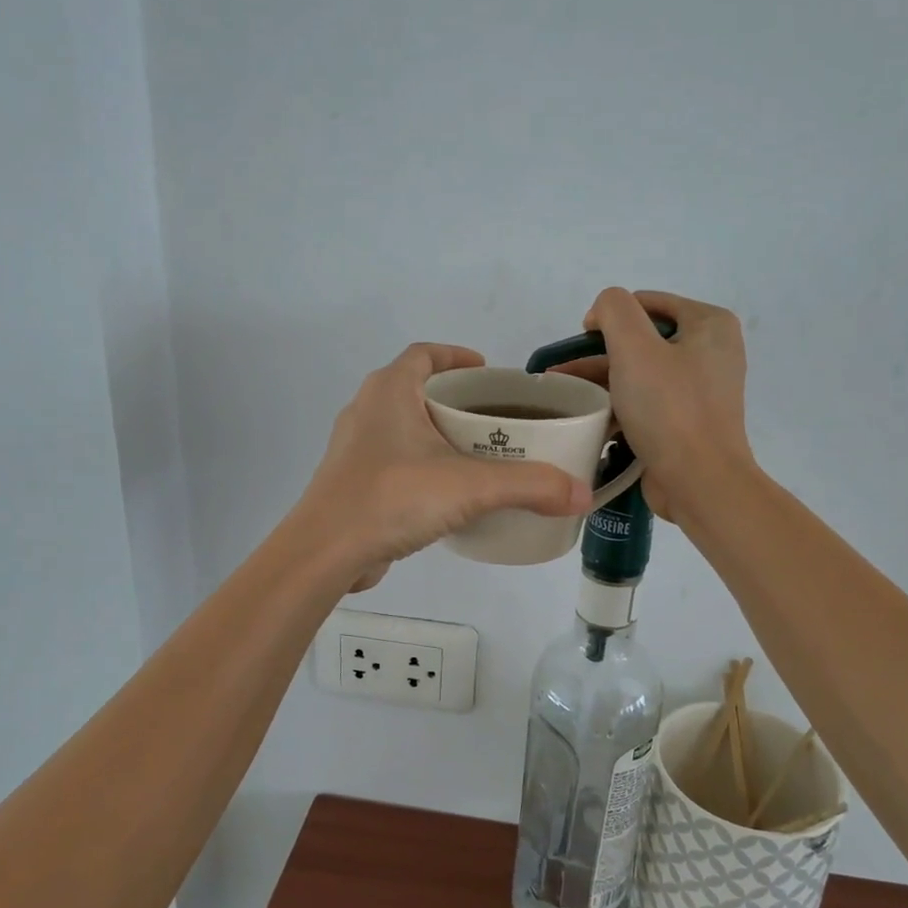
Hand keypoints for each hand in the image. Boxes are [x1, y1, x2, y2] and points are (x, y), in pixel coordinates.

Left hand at [295, 344, 592, 591]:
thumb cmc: (392, 498)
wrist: (325, 552)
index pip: (424, 354)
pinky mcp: (351, 482)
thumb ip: (529, 486)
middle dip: (454, 398)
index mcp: (388, 391)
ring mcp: (354, 448)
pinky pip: (393, 460)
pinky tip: (446, 492)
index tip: (488, 370)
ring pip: (402, 427)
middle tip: (494, 418)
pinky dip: (421, 464)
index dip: (456, 356)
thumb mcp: (469, 487)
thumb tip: (582, 495)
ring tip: (476, 453)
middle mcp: (366, 411)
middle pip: (414, 389)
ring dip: (436, 433)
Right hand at [560, 289, 754, 524]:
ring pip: (641, 373)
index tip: (580, 341)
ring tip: (565, 395)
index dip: (609, 316)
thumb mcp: (634, 347)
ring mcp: (701, 389)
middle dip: (599, 354)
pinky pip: (647, 402)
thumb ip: (614, 310)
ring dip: (603, 381)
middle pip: (643, 339)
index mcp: (709, 324)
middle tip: (563, 372)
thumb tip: (602, 312)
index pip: (648, 303)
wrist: (699, 482)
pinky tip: (589, 418)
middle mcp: (711, 352)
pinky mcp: (688, 421)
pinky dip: (619, 405)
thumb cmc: (669, 409)